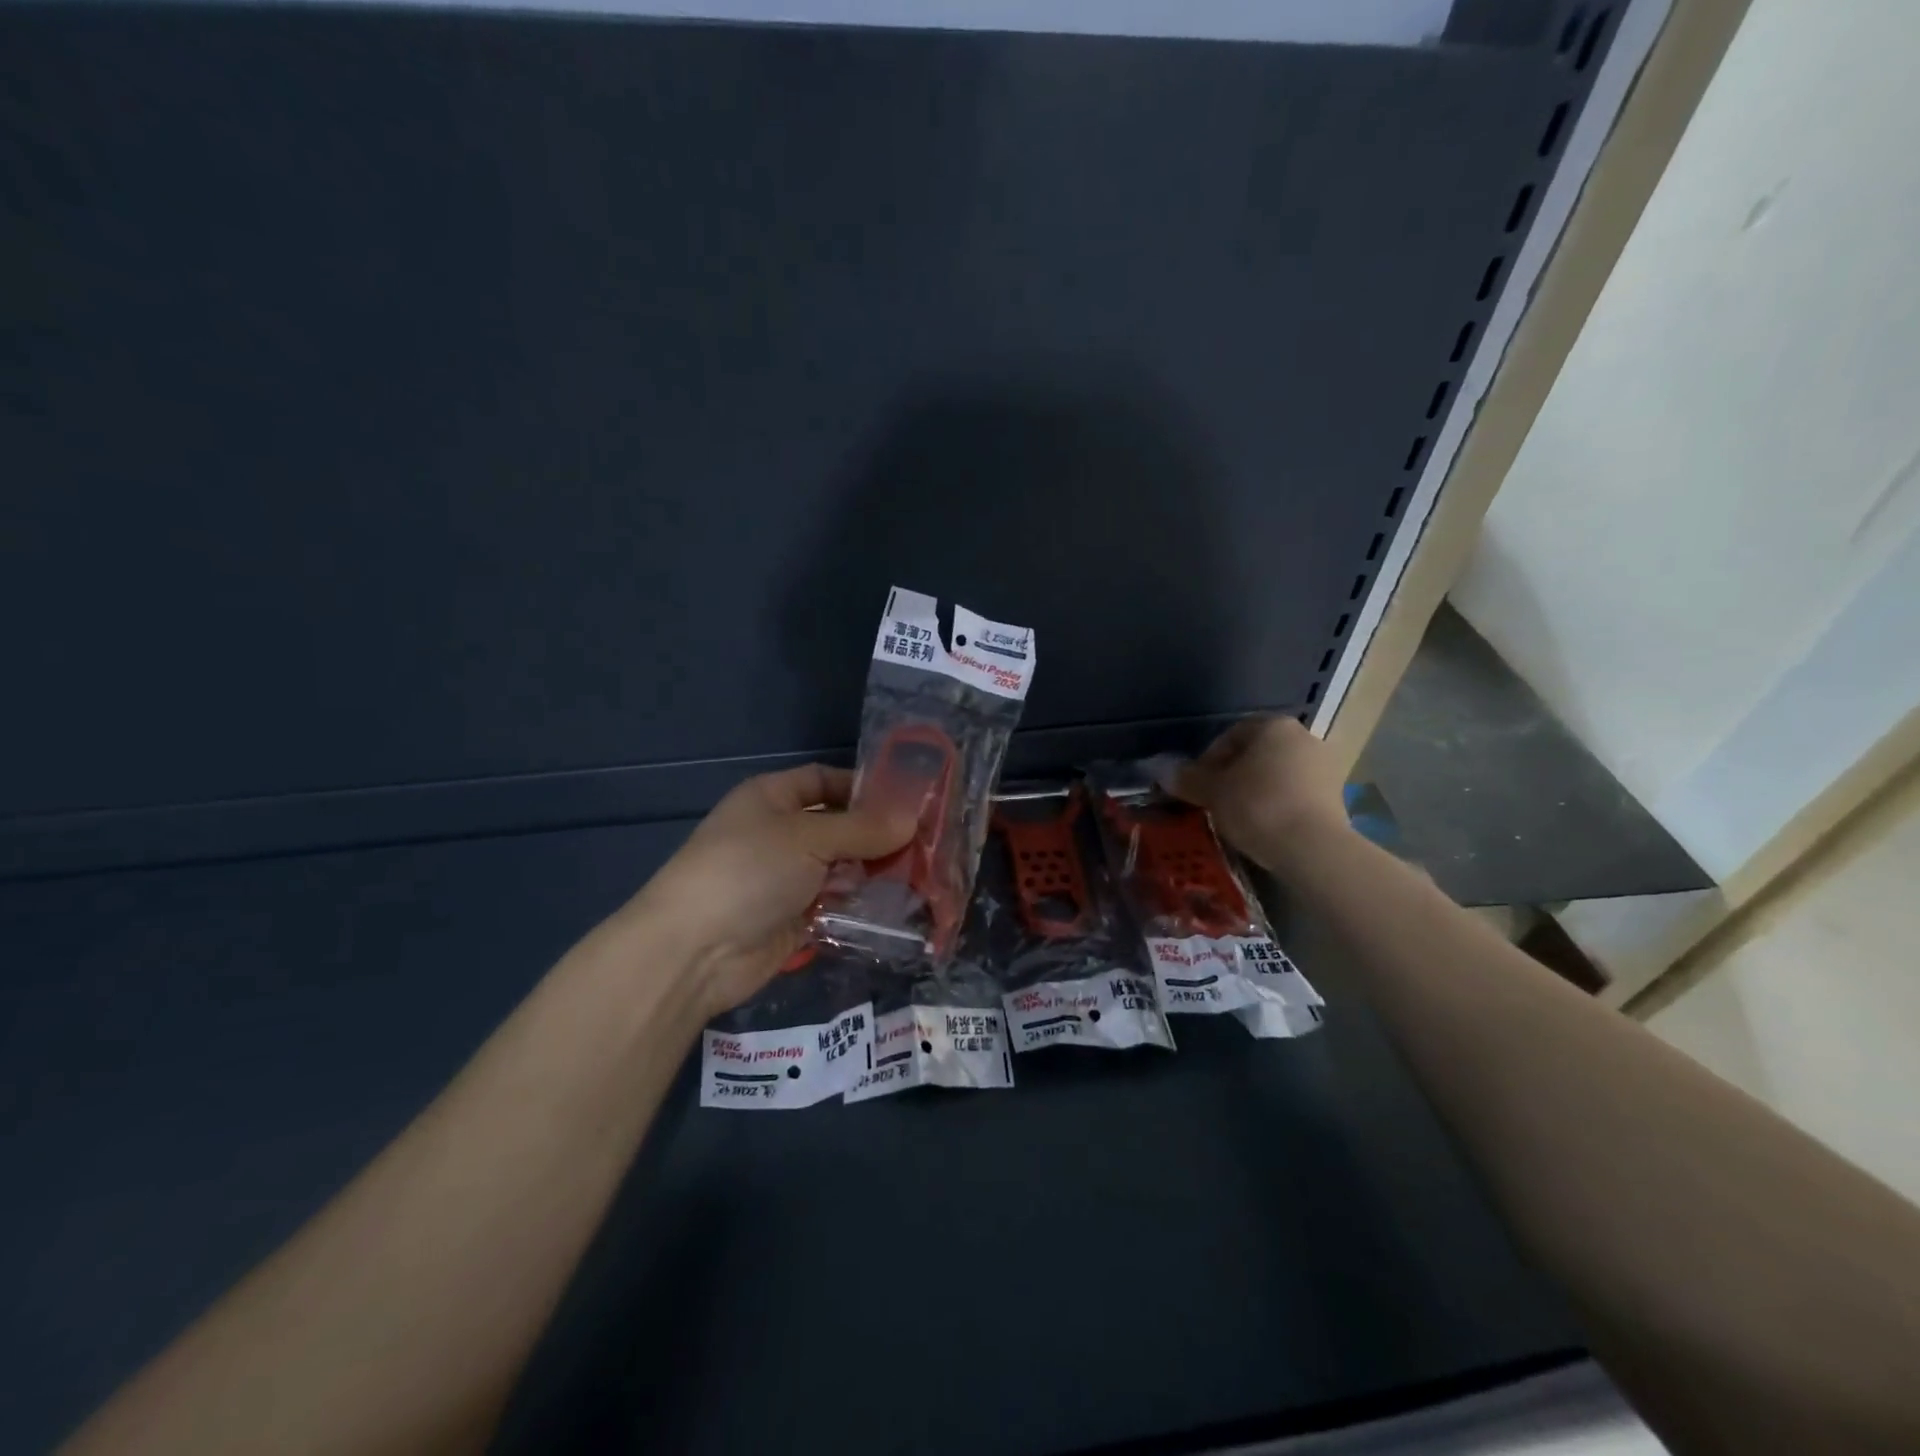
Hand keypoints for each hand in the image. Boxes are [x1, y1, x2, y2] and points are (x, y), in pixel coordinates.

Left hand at [620, 765, 912, 1017]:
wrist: (694, 951)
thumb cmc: (748, 871)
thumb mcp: (808, 838)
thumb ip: (863, 829)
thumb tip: (913, 819)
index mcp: (772, 798)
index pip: (825, 780)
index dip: (864, 786)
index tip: (910, 800)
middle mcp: (779, 833)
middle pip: (838, 826)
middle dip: (879, 834)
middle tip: (929, 843)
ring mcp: (786, 878)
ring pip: (841, 867)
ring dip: (875, 871)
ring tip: (925, 875)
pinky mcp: (794, 918)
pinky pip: (836, 904)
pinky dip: (862, 904)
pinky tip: (900, 906)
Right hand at [1171, 716, 1349, 871]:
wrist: (1313, 847)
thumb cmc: (1257, 806)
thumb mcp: (1212, 791)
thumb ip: (1188, 778)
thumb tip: (1163, 771)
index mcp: (1273, 726)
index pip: (1231, 734)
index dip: (1209, 759)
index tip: (1198, 784)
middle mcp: (1304, 737)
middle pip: (1257, 753)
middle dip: (1235, 773)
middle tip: (1215, 799)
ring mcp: (1325, 766)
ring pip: (1278, 773)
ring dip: (1257, 789)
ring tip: (1239, 816)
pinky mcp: (1338, 796)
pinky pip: (1297, 793)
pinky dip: (1279, 804)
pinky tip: (1265, 826)